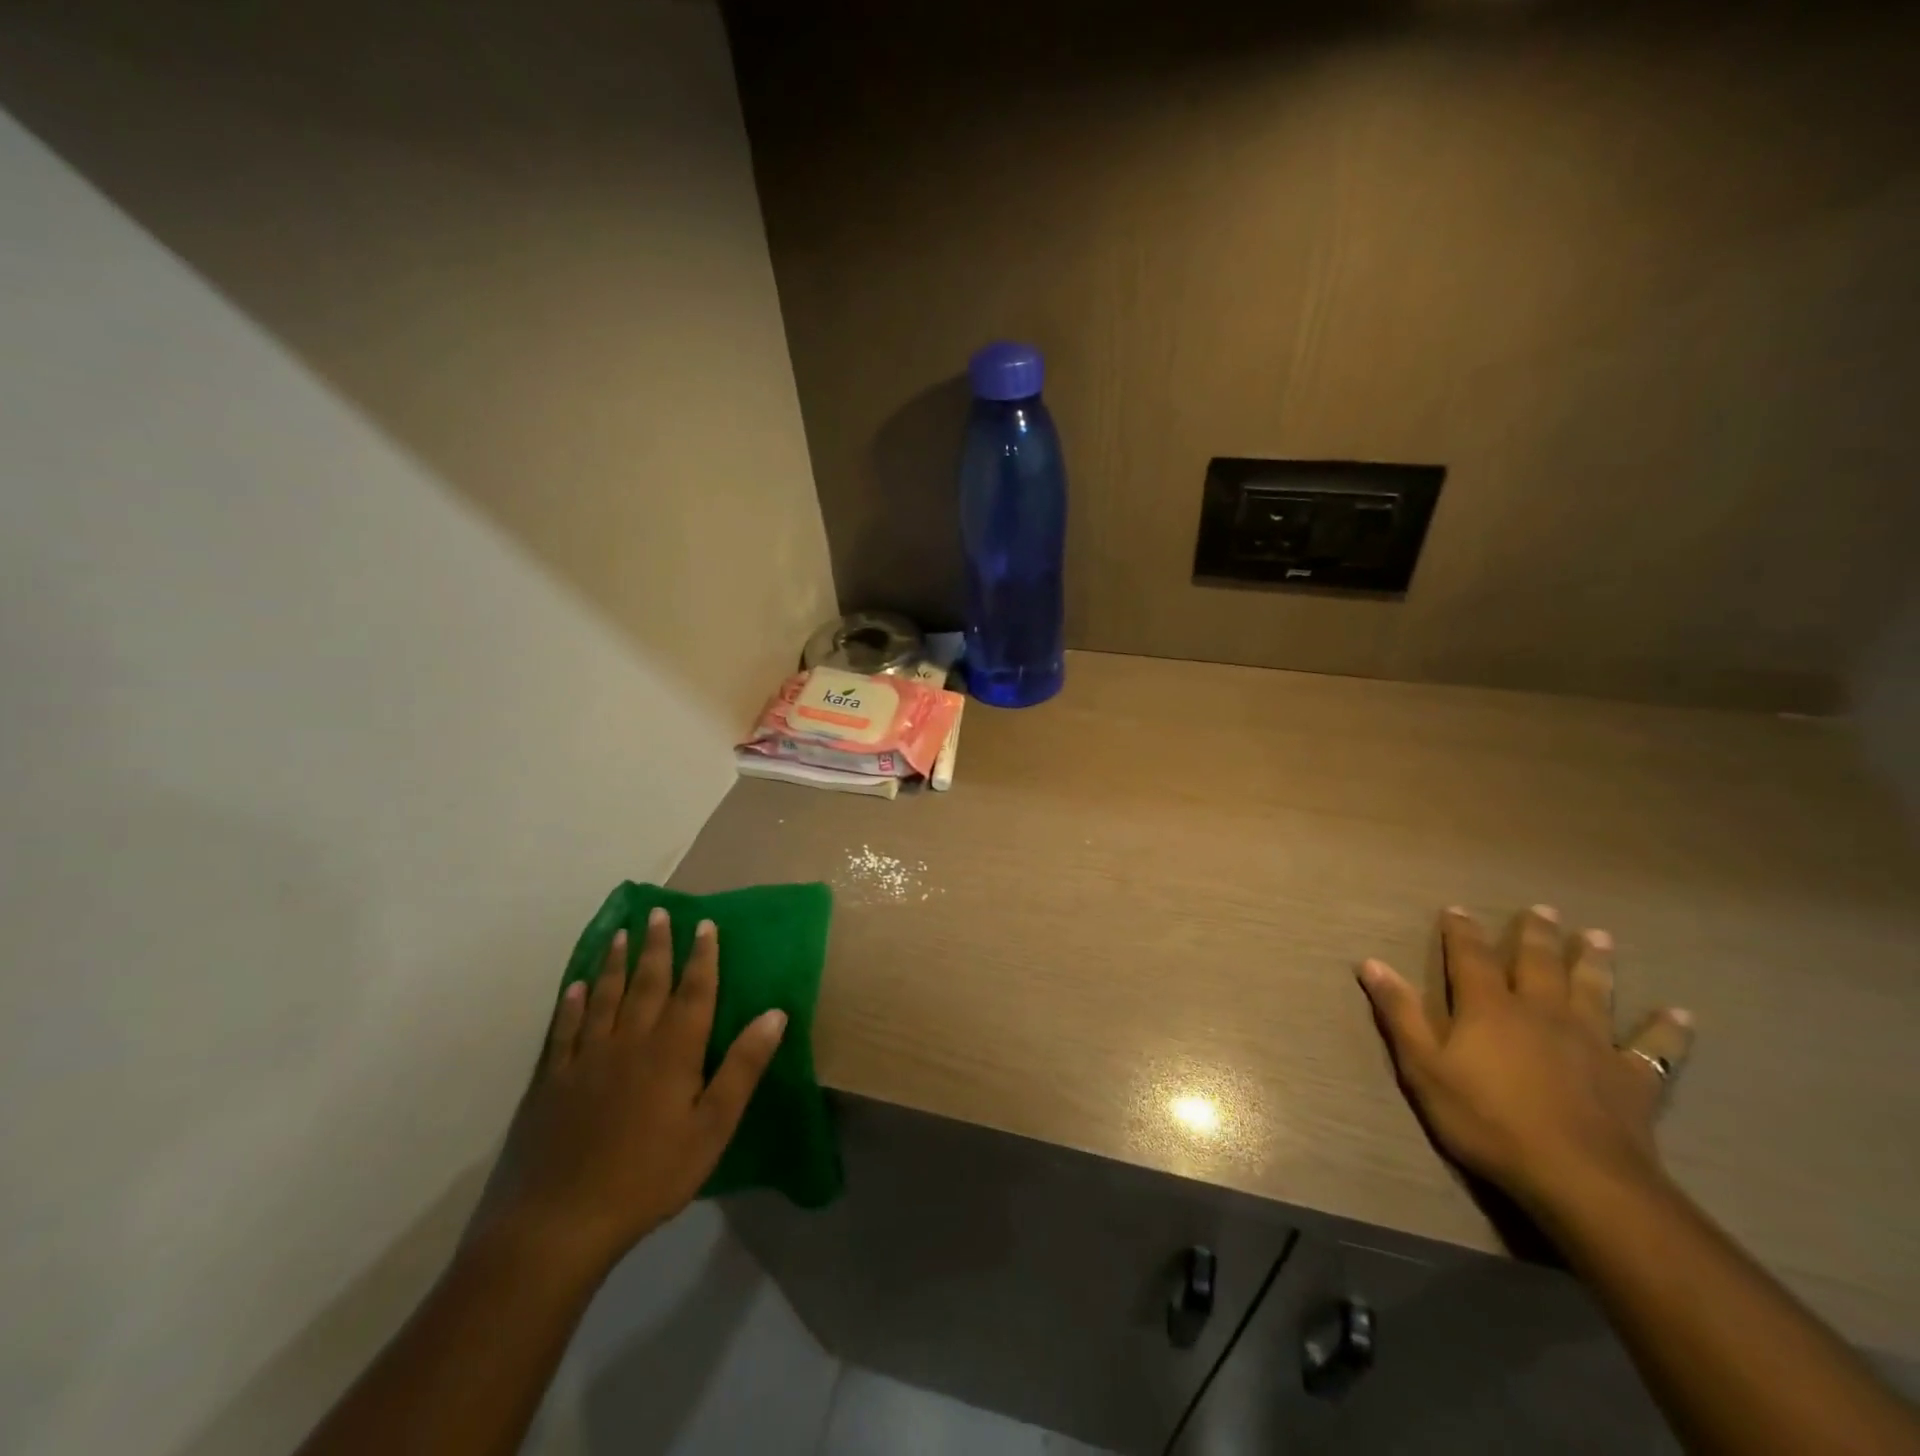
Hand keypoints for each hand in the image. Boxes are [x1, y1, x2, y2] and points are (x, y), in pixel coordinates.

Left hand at [471, 910, 786, 1279]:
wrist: (558, 1223)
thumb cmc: (649, 1176)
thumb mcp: (712, 1128)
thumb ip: (742, 1067)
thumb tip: (775, 1013)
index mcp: (672, 1050)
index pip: (693, 991)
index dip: (702, 956)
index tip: (705, 924)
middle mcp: (630, 1041)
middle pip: (648, 982)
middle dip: (658, 945)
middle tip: (659, 912)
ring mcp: (586, 1057)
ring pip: (605, 995)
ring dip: (616, 961)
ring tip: (622, 933)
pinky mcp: (553, 1079)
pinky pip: (565, 1028)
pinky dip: (573, 1003)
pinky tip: (576, 986)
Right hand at [1356, 905, 1693, 1218]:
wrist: (1579, 1179)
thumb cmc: (1487, 1120)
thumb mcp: (1423, 1068)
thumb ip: (1400, 1013)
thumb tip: (1371, 962)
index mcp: (1489, 1008)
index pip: (1470, 957)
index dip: (1461, 932)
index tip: (1457, 909)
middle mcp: (1541, 1011)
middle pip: (1538, 963)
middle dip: (1536, 934)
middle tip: (1543, 909)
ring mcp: (1592, 1042)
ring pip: (1594, 991)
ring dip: (1594, 962)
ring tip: (1600, 938)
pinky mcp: (1631, 1078)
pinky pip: (1654, 1048)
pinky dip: (1667, 1029)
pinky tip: (1681, 1014)